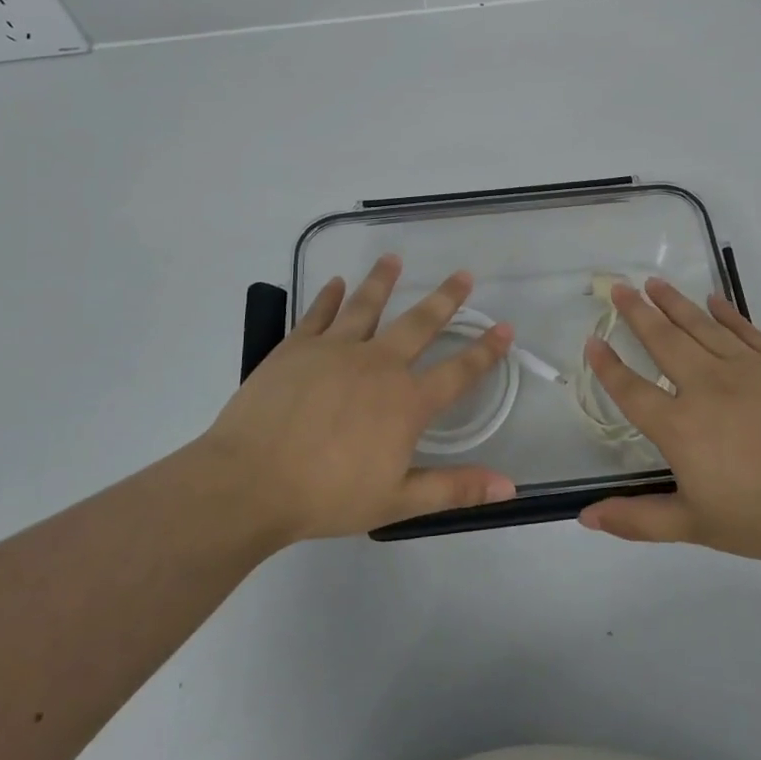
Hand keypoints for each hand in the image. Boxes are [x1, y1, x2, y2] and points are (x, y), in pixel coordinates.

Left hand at [200, 255, 516, 540]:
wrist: (250, 482)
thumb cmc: (327, 496)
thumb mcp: (397, 500)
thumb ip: (455, 489)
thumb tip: (510, 485)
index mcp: (406, 402)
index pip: (458, 371)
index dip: (485, 351)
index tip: (504, 327)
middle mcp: (378, 365)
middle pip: (419, 324)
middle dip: (445, 299)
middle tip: (463, 275)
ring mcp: (335, 350)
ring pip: (367, 306)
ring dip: (383, 281)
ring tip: (394, 259)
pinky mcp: (296, 347)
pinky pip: (318, 313)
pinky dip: (329, 296)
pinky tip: (336, 282)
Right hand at [578, 278, 760, 572]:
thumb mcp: (694, 526)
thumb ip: (637, 519)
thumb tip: (585, 517)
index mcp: (679, 427)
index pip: (630, 389)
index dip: (607, 364)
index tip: (592, 340)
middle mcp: (705, 386)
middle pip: (662, 341)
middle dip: (636, 312)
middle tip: (619, 287)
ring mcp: (745, 368)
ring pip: (700, 325)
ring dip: (673, 302)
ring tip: (654, 283)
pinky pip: (745, 328)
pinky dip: (725, 311)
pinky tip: (712, 299)